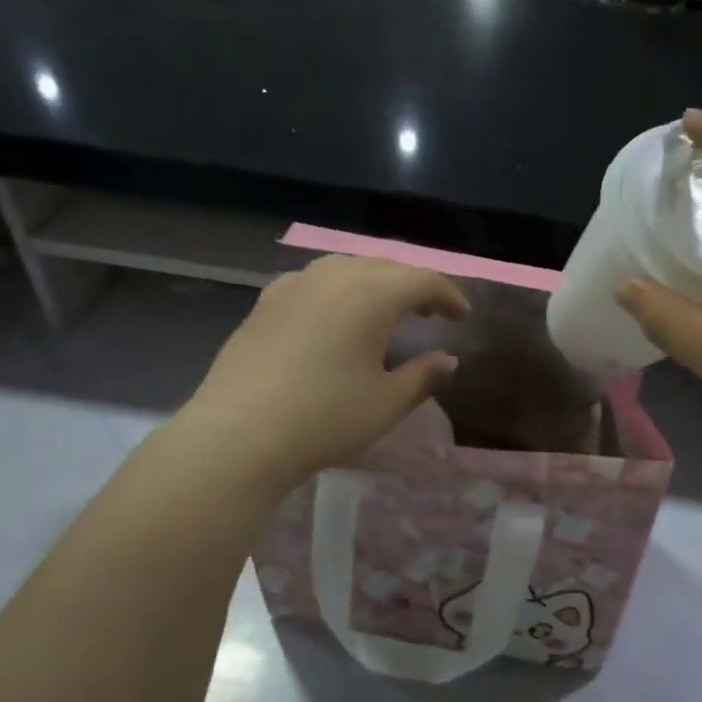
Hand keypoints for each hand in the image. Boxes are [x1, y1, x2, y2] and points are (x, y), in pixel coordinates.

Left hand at [178, 255, 468, 494]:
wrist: (239, 435)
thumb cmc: (325, 419)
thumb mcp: (387, 403)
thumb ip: (423, 376)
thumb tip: (447, 360)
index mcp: (371, 295)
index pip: (422, 279)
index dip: (448, 295)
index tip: (462, 316)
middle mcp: (333, 277)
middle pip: (384, 266)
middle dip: (413, 285)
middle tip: (430, 313)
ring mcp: (294, 286)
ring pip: (346, 267)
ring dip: (374, 282)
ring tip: (385, 310)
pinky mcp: (265, 303)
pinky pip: (314, 281)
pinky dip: (338, 289)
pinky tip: (334, 316)